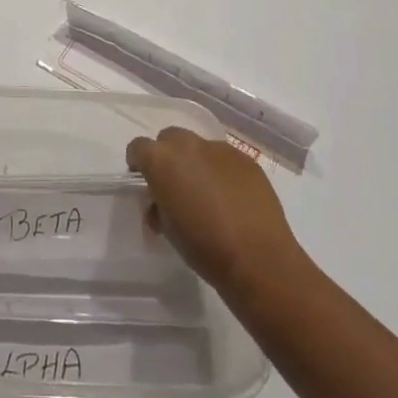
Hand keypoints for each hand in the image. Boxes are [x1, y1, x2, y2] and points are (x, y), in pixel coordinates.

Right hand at [126, 126, 303, 294]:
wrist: (259, 259)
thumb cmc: (204, 248)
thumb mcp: (168, 230)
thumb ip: (158, 207)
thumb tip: (160, 204)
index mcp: (161, 160)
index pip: (138, 147)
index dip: (138, 162)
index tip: (143, 180)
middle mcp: (188, 145)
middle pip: (169, 138)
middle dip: (168, 156)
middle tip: (175, 185)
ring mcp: (219, 149)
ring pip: (198, 146)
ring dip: (195, 162)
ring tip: (207, 192)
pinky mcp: (246, 159)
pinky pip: (224, 158)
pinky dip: (221, 170)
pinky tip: (231, 197)